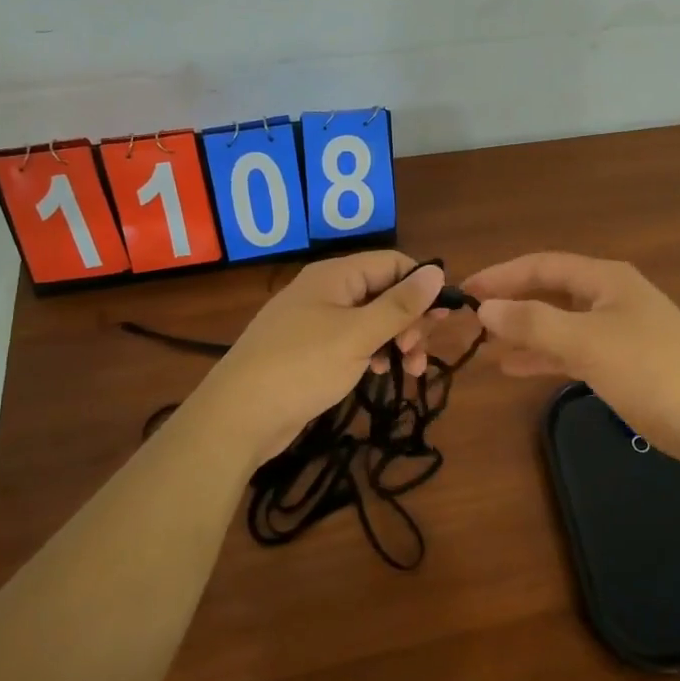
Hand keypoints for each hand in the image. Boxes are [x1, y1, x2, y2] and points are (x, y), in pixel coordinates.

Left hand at [195, 252, 445, 466]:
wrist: (237, 417)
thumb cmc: (302, 367)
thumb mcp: (358, 335)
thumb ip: (400, 305)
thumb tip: (437, 271)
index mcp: (336, 275)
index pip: (393, 263)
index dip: (421, 285)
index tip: (441, 319)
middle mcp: (326, 291)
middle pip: (384, 291)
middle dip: (410, 319)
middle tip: (419, 352)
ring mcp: (316, 321)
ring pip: (371, 319)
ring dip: (396, 339)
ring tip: (411, 370)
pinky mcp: (310, 350)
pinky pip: (353, 340)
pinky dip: (373, 352)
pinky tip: (380, 373)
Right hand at [461, 252, 679, 466]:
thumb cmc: (649, 368)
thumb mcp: (586, 341)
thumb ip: (533, 323)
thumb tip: (485, 308)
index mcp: (605, 279)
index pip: (542, 265)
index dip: (502, 274)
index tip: (464, 290)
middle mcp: (610, 297)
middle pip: (550, 292)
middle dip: (511, 303)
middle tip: (469, 319)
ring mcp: (617, 330)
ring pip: (559, 323)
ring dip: (523, 332)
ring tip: (483, 345)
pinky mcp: (621, 362)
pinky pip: (571, 350)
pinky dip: (543, 356)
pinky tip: (513, 368)